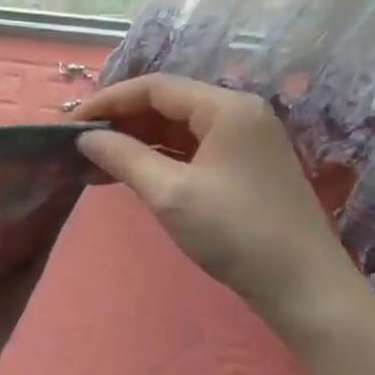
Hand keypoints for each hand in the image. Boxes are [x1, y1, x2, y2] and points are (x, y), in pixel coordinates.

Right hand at [73, 75, 364, 327]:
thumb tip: (85, 138)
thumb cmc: (235, 232)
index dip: (108, 101)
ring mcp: (245, 141)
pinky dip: (158, 159)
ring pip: (178, 129)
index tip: (70, 124)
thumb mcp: (170, 193)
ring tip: (95, 163)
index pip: (154, 88)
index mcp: (226, 108)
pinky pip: (192, 150)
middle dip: (120, 122)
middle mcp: (239, 114)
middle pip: (167, 104)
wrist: (304, 287)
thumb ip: (123, 157)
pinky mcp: (245, 168)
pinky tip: (130, 176)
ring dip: (136, 143)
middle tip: (79, 145)